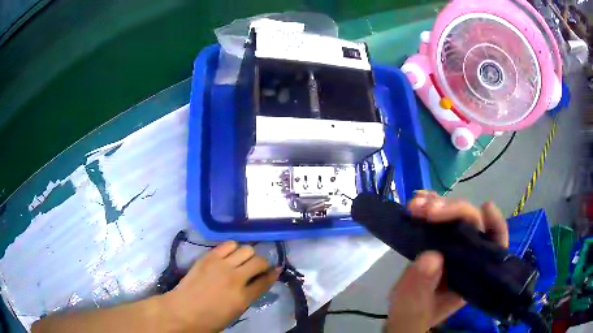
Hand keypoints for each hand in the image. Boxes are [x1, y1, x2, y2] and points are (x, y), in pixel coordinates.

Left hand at [162, 242, 278, 332]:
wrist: (182, 311)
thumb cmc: (210, 319)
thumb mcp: (236, 312)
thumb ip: (250, 295)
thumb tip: (261, 281)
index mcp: (243, 297)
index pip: (265, 280)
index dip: (273, 274)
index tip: (276, 270)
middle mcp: (234, 278)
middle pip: (259, 261)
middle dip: (263, 264)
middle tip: (258, 268)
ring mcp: (220, 265)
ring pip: (245, 249)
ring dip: (248, 255)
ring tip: (243, 261)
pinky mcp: (208, 257)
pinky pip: (228, 244)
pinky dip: (234, 248)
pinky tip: (230, 255)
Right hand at [385, 191, 508, 332]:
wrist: (401, 315)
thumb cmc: (412, 319)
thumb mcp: (413, 314)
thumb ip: (420, 293)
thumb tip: (432, 256)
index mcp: (472, 276)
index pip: (494, 246)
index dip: (495, 225)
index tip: (486, 208)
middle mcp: (467, 257)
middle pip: (473, 224)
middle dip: (453, 212)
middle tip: (427, 211)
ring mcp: (452, 246)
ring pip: (455, 216)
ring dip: (437, 205)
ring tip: (415, 205)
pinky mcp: (436, 240)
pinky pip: (438, 217)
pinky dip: (428, 205)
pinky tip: (415, 201)